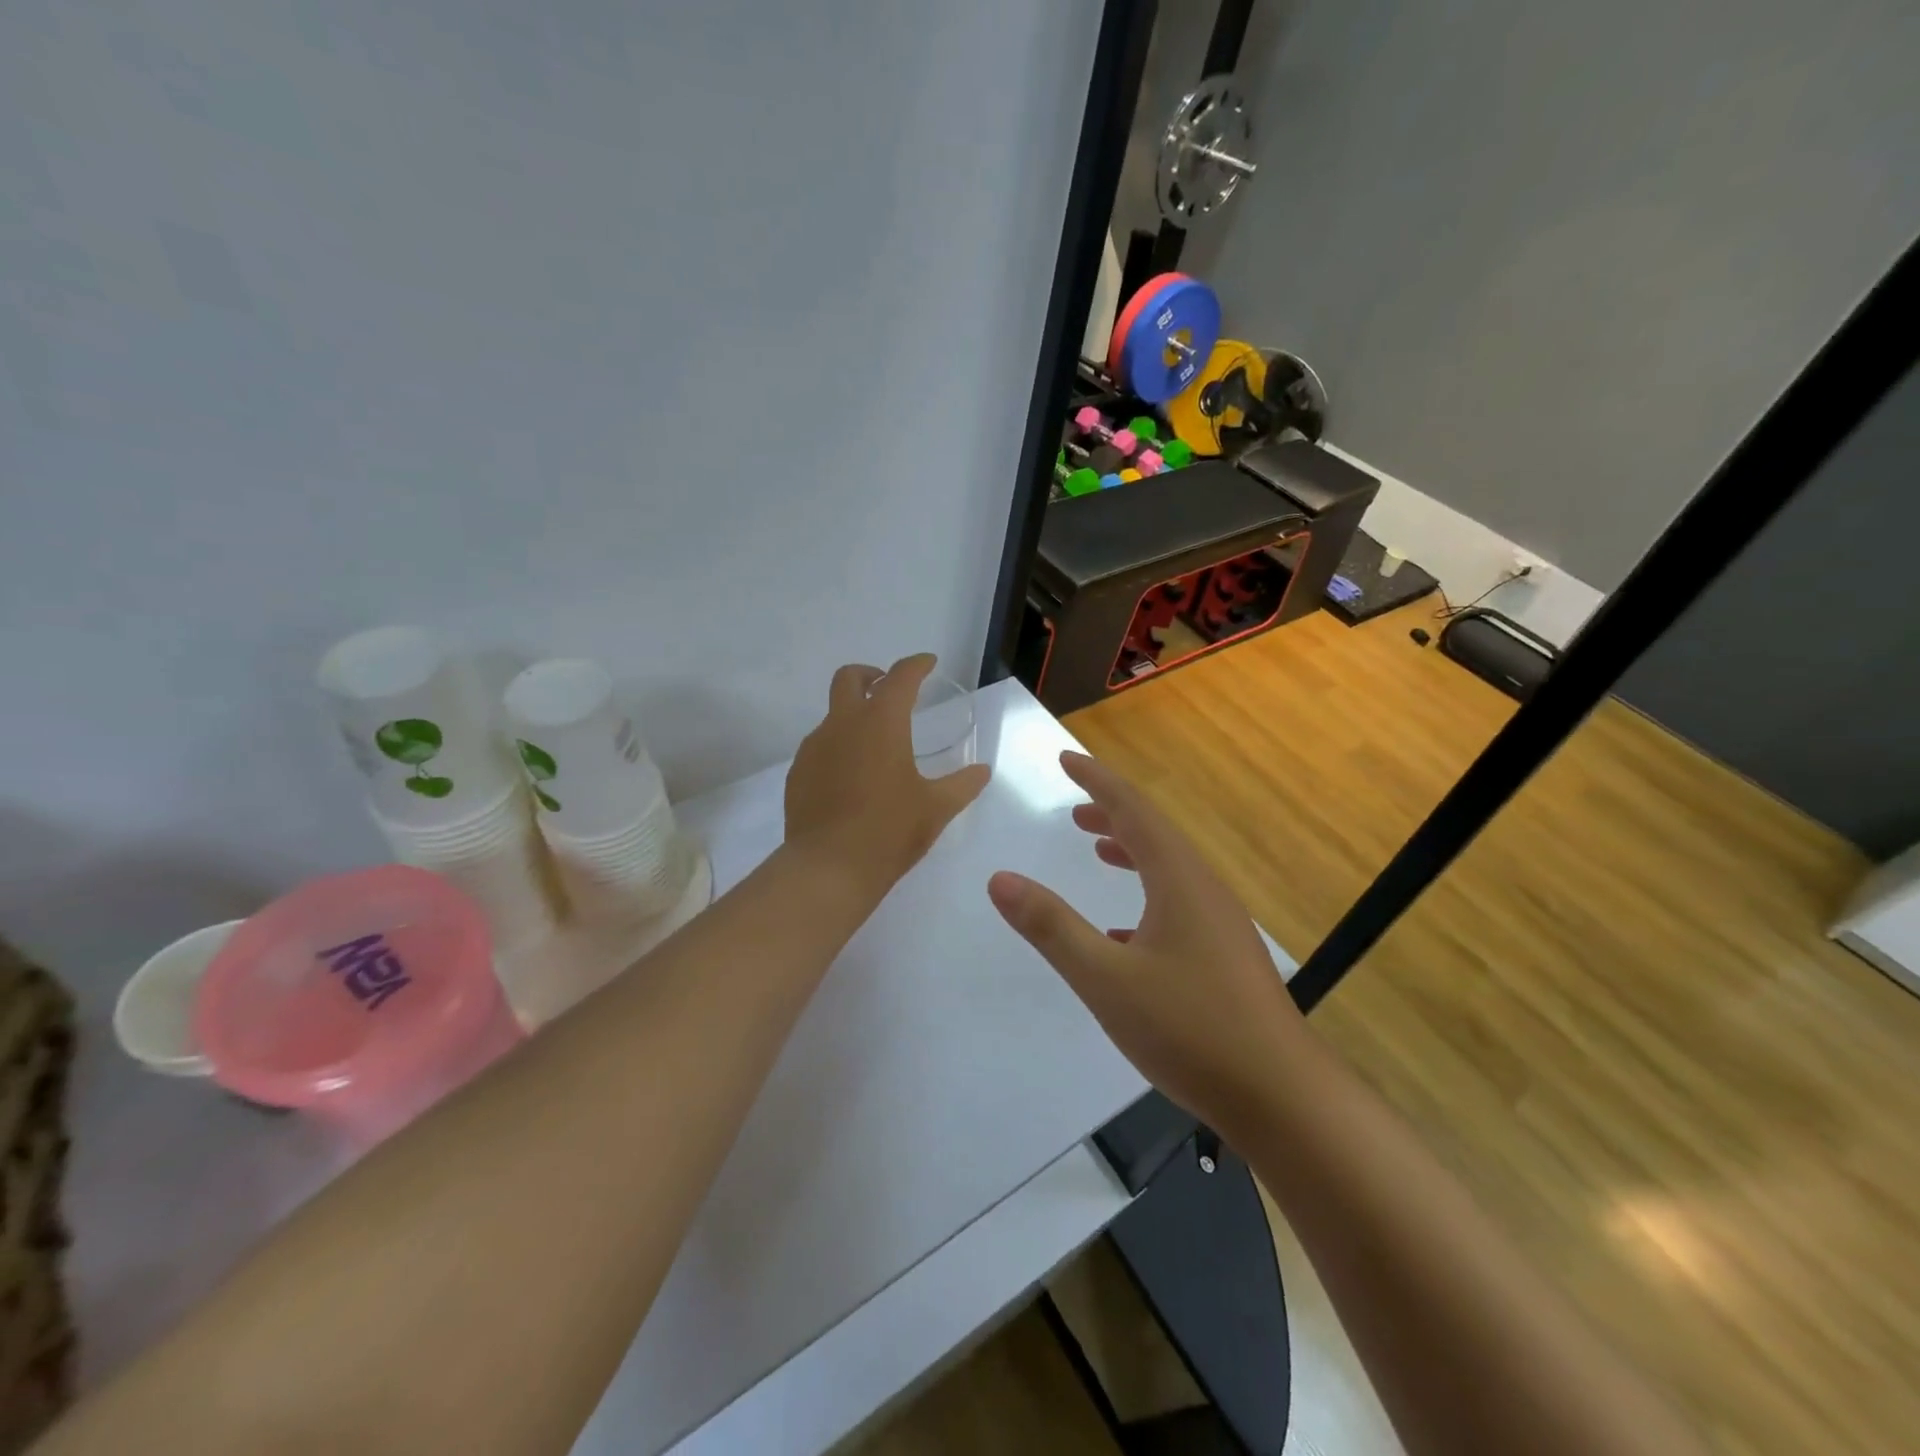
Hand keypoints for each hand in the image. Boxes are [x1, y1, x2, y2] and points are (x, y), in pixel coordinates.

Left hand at [785, 654, 991, 895]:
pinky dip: (838, 747)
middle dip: (871, 675)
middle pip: (850, 677)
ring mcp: (814, 747)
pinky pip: (820, 746)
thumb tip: (982, 770)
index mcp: (881, 723)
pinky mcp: (797, 773)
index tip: (928, 663)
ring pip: (833, 714)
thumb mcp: (936, 808)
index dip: (916, 665)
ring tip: (875, 746)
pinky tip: (851, 777)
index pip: (900, 677)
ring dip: (853, 715)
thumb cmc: (889, 831)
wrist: (828, 868)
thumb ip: (963, 784)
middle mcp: (843, 724)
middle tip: (889, 690)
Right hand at [987, 751, 1304, 1137]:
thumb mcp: (1105, 978)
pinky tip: (1124, 931)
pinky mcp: (1226, 955)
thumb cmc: (1190, 1029)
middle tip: (1073, 808)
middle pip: (1154, 833)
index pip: (1133, 809)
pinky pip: (1179, 903)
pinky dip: (1146, 894)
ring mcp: (1220, 923)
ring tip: (1098, 848)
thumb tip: (999, 879)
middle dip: (1112, 812)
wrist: (1281, 1098)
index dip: (1097, 780)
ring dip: (1131, 850)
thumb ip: (1050, 927)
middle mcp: (1204, 889)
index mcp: (1179, 880)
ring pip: (1169, 868)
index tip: (1064, 759)